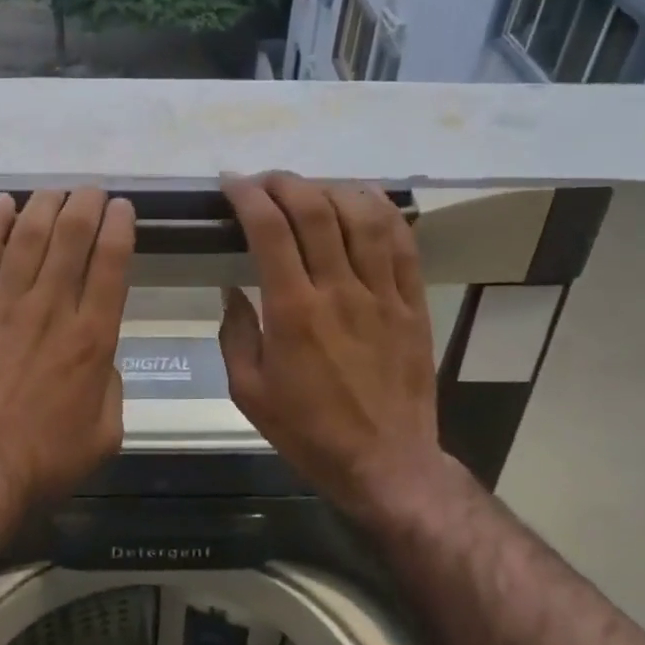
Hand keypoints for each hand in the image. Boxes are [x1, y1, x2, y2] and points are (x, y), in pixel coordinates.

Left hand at [0, 187, 135, 513]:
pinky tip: (4, 202)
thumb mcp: (105, 433)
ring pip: (28, 237)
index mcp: (92, 338)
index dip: (119, 227)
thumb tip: (101, 356)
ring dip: (45, 205)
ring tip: (55, 191)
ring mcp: (4, 307)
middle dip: (85, 204)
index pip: (111, 264)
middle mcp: (52, 310)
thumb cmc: (43, 463)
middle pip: (71, 237)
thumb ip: (111, 385)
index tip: (122, 207)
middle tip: (91, 190)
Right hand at [219, 173, 442, 516]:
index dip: (248, 196)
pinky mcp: (412, 303)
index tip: (231, 183)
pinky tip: (364, 198)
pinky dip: (383, 211)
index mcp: (293, 311)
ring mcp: (382, 294)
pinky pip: (403, 244)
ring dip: (332, 189)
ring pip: (363, 217)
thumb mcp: (248, 392)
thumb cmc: (309, 431)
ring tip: (310, 187)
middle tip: (265, 180)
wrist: (385, 463)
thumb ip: (235, 334)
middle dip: (285, 182)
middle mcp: (339, 291)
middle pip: (315, 211)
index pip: (269, 230)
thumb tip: (232, 289)